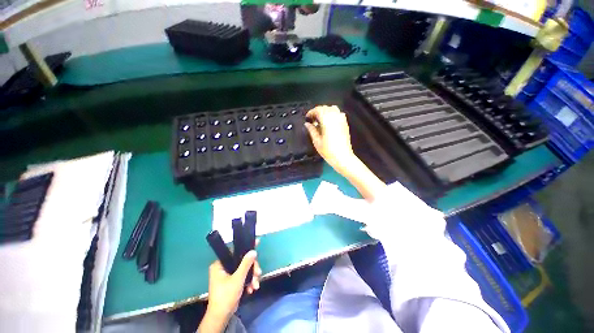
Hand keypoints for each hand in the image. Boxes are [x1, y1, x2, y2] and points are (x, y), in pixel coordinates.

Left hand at [202, 247, 261, 329]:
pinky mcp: (232, 282)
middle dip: (252, 269)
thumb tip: (253, 251)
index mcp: (220, 264)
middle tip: (258, 273)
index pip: (235, 251)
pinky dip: (249, 282)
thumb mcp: (238, 279)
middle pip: (242, 261)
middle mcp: (223, 267)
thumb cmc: (226, 296)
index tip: (257, 243)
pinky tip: (252, 288)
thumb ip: (246, 264)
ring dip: (252, 277)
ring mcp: (228, 275)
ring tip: (256, 285)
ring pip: (244, 269)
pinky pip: (243, 277)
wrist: (221, 317)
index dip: (246, 248)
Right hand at [304, 105, 357, 175]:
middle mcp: (335, 117)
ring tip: (320, 120)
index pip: (318, 110)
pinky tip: (328, 123)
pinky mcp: (345, 124)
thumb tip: (307, 124)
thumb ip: (311, 130)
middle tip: (312, 119)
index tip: (307, 117)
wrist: (343, 157)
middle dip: (317, 111)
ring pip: (332, 109)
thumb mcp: (316, 141)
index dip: (311, 112)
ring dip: (325, 111)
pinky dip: (332, 114)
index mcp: (327, 120)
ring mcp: (342, 120)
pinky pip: (338, 113)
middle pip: (325, 108)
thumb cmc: (328, 151)